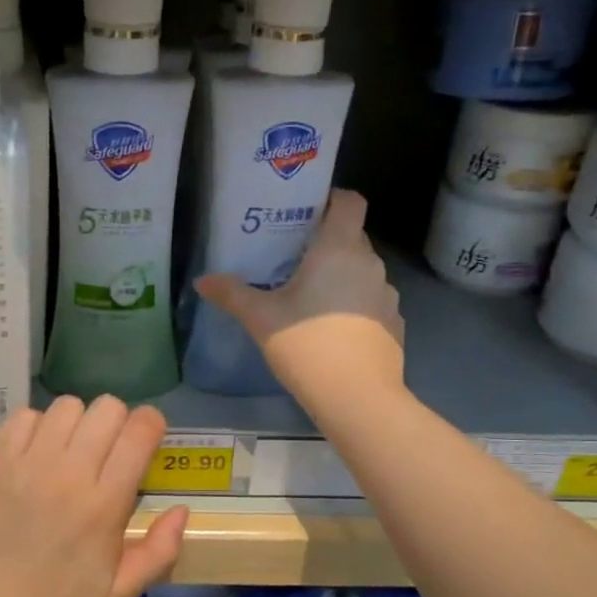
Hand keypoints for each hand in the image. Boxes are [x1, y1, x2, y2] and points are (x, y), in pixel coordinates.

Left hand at [0, 397, 189, 596]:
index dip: (150, 424)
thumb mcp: (121, 594)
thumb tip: (181, 509)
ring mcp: (28, 465)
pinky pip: (23, 417)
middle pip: (106, 408)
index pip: (138, 432)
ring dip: (77, 422)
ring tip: (70, 449)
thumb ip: (160, 551)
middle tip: (107, 448)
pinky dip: (36, 426)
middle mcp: (69, 473)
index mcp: (104, 504)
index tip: (146, 437)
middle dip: (117, 420)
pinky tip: (35, 452)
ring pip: (66, 406)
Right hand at [195, 188, 404, 411]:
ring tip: (312, 296)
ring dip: (341, 276)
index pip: (350, 202)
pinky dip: (355, 305)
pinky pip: (371, 301)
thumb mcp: (261, 319)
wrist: (357, 397)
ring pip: (363, 271)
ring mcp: (386, 294)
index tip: (307, 212)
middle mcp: (369, 264)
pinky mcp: (394, 323)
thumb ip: (232, 294)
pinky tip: (333, 329)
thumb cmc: (307, 345)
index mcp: (339, 250)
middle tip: (294, 258)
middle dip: (327, 242)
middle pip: (353, 237)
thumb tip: (202, 281)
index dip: (332, 199)